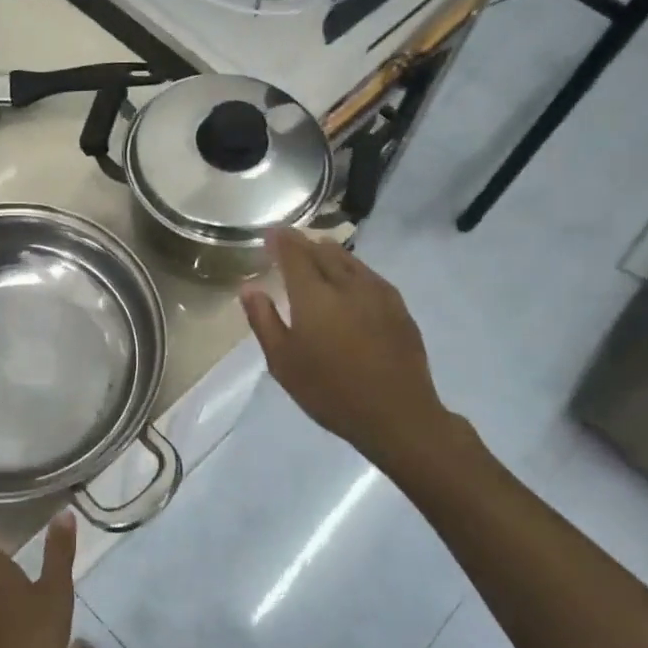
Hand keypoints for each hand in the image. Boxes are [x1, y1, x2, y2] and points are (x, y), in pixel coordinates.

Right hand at [239, 229, 462, 470]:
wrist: (396, 414)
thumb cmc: (329, 391)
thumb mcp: (283, 362)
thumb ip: (264, 321)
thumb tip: (248, 289)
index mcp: (314, 295)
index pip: (295, 253)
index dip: (281, 240)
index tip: (271, 233)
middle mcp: (347, 284)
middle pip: (323, 251)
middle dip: (305, 243)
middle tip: (291, 243)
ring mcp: (378, 293)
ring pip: (350, 260)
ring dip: (330, 252)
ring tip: (318, 254)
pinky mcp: (399, 307)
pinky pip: (370, 275)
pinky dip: (353, 269)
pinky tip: (351, 281)